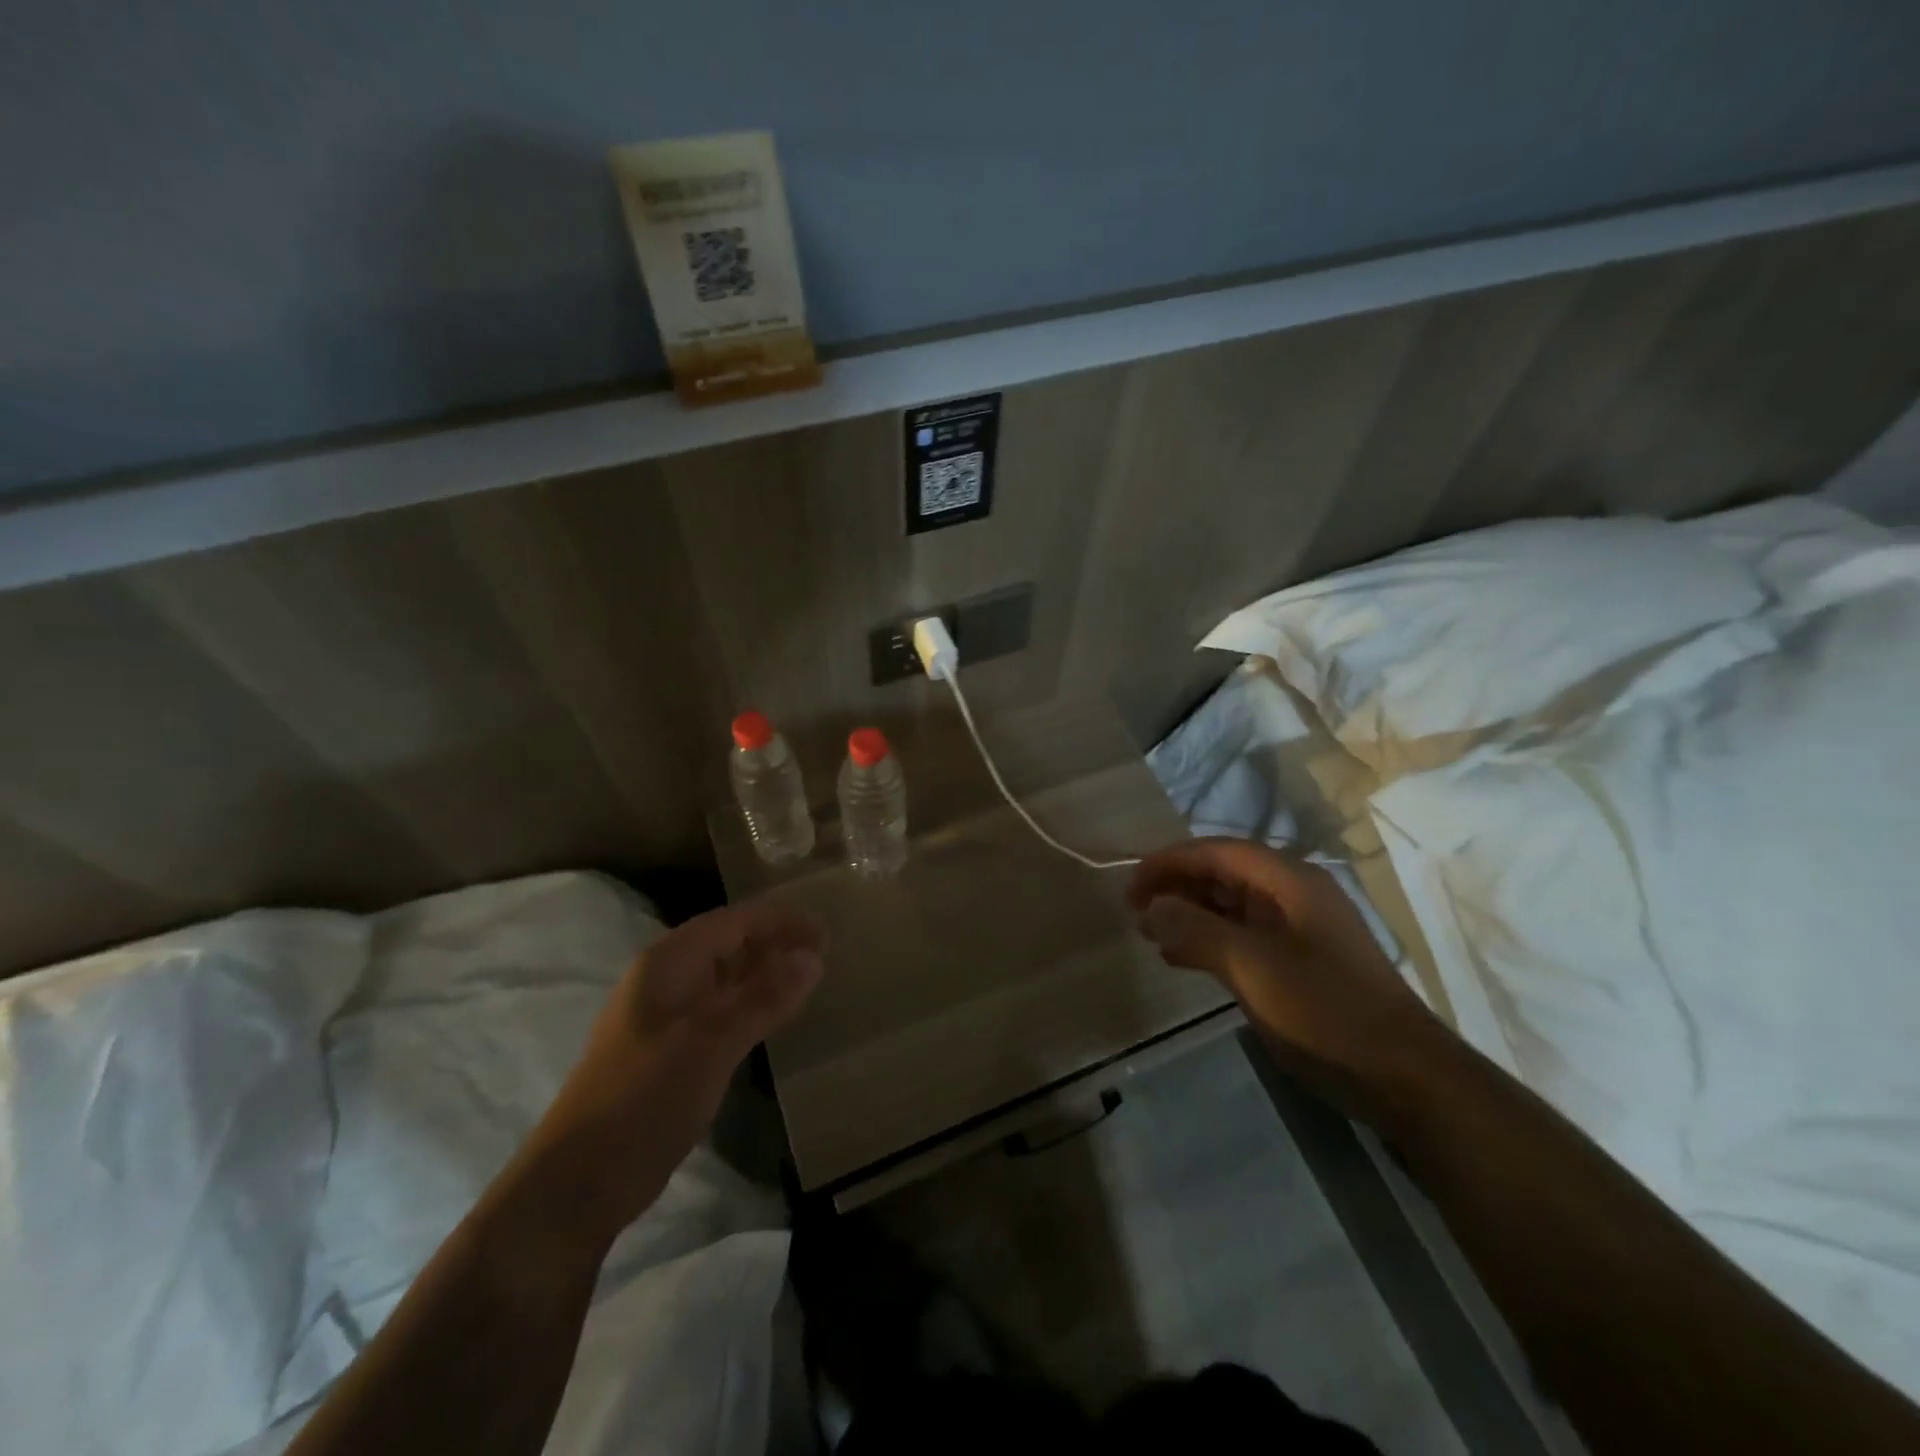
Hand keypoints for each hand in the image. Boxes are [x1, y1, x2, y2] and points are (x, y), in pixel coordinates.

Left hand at [529, 897, 824, 1240]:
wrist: (579, 1182)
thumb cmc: (644, 1099)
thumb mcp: (711, 1043)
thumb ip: (764, 998)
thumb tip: (814, 959)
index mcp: (668, 963)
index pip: (733, 921)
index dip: (781, 921)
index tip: (825, 934)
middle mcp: (665, 979)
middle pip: (729, 943)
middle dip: (775, 943)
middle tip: (824, 956)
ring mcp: (666, 1016)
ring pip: (726, 977)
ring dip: (765, 973)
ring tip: (808, 979)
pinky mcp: (671, 1050)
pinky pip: (720, 1009)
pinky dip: (751, 1004)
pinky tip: (774, 1016)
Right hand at [1128, 838, 1446, 1120]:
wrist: (1404, 1078)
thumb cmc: (1326, 1012)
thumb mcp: (1253, 968)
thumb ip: (1197, 931)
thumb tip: (1151, 908)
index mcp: (1289, 881)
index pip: (1217, 851)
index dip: (1169, 861)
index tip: (1131, 884)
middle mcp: (1293, 894)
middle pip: (1222, 873)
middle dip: (1176, 886)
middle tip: (1134, 911)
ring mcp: (1297, 928)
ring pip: (1229, 905)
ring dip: (1188, 914)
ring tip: (1150, 934)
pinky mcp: (1297, 961)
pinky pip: (1241, 936)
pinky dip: (1207, 940)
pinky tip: (1179, 959)